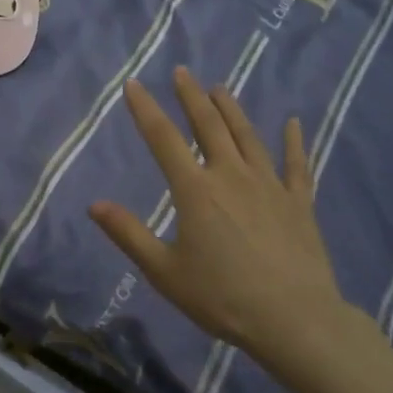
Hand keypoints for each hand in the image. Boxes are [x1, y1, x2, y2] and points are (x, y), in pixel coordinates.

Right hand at [89, 66, 375, 368]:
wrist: (293, 319)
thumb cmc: (222, 297)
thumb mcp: (164, 271)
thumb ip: (129, 234)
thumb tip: (94, 204)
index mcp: (195, 190)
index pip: (163, 139)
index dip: (146, 109)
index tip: (134, 85)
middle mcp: (231, 176)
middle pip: (209, 126)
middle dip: (192, 97)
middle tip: (182, 72)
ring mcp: (269, 185)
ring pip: (248, 136)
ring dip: (232, 110)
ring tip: (221, 89)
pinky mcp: (298, 202)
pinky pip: (297, 164)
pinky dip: (294, 142)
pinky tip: (295, 123)